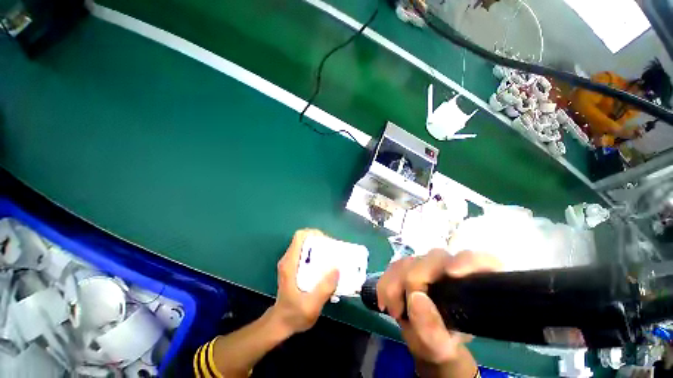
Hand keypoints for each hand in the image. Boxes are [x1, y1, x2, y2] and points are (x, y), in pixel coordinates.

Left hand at [270, 229, 338, 335]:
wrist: (281, 323)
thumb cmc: (294, 314)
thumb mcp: (311, 305)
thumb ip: (324, 288)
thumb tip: (337, 269)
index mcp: (290, 263)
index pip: (300, 236)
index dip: (314, 234)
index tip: (327, 242)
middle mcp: (289, 259)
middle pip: (305, 239)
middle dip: (320, 241)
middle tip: (333, 251)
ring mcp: (291, 263)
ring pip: (306, 245)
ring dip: (320, 248)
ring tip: (332, 258)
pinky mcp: (295, 267)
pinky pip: (307, 254)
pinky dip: (318, 255)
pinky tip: (326, 266)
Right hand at [377, 250, 500, 364]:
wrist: (421, 336)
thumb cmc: (440, 342)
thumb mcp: (439, 347)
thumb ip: (432, 329)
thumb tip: (416, 297)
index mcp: (472, 286)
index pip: (482, 261)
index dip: (468, 261)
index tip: (453, 274)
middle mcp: (449, 268)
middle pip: (435, 258)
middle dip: (415, 278)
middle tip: (403, 308)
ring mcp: (427, 264)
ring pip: (410, 260)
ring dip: (395, 284)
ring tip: (394, 311)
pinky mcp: (407, 265)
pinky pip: (393, 266)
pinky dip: (385, 283)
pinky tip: (385, 302)